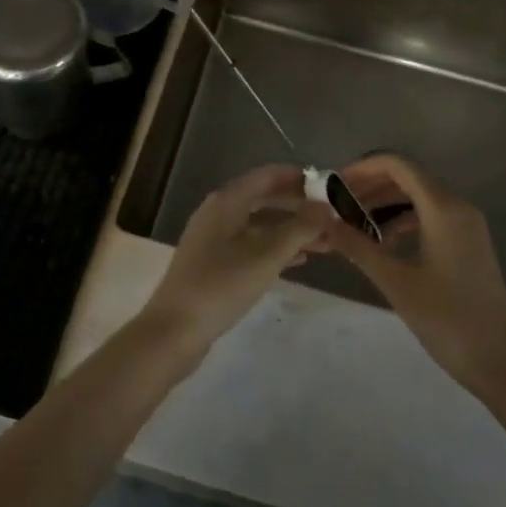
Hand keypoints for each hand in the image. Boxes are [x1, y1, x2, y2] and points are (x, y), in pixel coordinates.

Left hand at [140, 164, 330, 360]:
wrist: (174, 330)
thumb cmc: (221, 285)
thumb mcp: (266, 256)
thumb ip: (299, 229)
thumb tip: (327, 206)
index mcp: (227, 200)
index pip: (268, 176)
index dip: (299, 178)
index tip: (329, 188)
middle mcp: (219, 211)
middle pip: (265, 199)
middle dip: (298, 208)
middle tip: (331, 219)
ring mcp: (214, 238)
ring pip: (260, 224)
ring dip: (290, 231)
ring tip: (324, 244)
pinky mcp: (213, 262)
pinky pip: (251, 244)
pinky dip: (275, 248)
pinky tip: (298, 261)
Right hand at [324, 155, 505, 400]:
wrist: (499, 363)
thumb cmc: (447, 320)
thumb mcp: (396, 282)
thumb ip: (358, 247)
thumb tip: (323, 222)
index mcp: (443, 208)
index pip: (398, 166)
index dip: (364, 169)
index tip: (335, 185)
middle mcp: (458, 207)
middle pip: (408, 178)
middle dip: (371, 187)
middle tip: (337, 205)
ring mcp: (467, 225)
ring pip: (418, 197)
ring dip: (385, 204)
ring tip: (353, 223)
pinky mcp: (468, 242)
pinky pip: (430, 216)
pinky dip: (403, 220)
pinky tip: (382, 242)